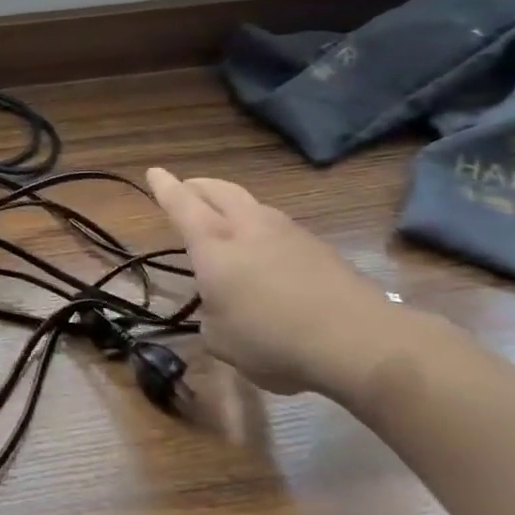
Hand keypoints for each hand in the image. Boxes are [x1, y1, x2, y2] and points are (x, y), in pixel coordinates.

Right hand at [146, 168, 396, 397]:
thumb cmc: (272, 339)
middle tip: (187, 189)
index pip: (181, 204)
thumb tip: (222, 312)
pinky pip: (279, 228)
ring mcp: (289, 234)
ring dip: (233, 206)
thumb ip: (212, 318)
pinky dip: (262, 231)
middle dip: (198, 186)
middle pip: (219, 190)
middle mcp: (248, 227)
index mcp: (213, 243)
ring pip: (252, 205)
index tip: (154, 172)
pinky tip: (265, 253)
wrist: (360, 343)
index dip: (164, 187)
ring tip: (226, 219)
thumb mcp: (220, 341)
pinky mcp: (321, 250)